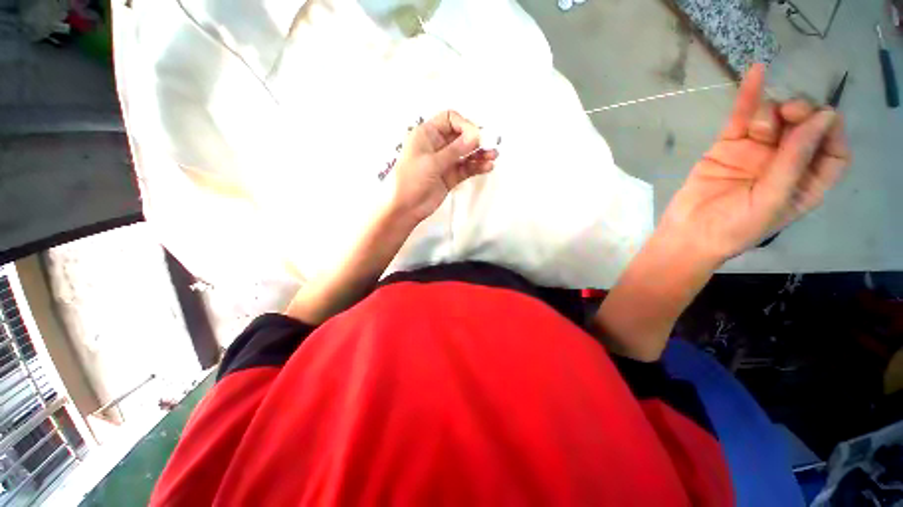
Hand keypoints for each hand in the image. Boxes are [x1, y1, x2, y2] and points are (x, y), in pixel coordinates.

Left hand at [392, 111, 497, 221]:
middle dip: (476, 139)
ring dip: (479, 154)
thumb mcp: (432, 162)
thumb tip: (475, 136)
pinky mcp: (450, 177)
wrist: (406, 208)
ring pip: (465, 153)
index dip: (464, 124)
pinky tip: (487, 167)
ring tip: (493, 156)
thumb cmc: (411, 180)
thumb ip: (455, 150)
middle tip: (491, 144)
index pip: (449, 119)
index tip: (476, 136)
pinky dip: (476, 167)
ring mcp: (444, 162)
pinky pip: (466, 168)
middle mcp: (437, 145)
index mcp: (426, 135)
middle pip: (460, 136)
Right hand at [660, 63, 851, 262]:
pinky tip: (757, 71)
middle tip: (789, 112)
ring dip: (771, 112)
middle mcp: (785, 163)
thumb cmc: (734, 227)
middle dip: (801, 113)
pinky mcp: (728, 147)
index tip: (820, 121)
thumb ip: (796, 161)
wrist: (688, 234)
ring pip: (774, 118)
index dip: (831, 132)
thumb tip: (823, 118)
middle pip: (805, 127)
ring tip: (758, 127)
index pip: (833, 151)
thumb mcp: (772, 199)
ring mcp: (755, 153)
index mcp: (805, 183)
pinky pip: (741, 118)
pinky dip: (749, 96)